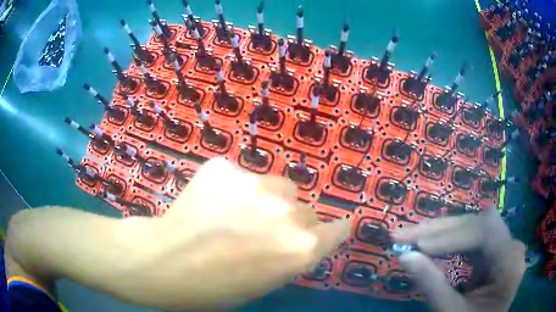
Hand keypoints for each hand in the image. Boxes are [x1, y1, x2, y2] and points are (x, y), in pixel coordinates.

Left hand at [134, 158, 350, 309]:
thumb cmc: (215, 287)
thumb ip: (293, 256)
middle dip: (292, 222)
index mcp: (301, 247)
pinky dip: (233, 188)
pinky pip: (242, 176)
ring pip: (279, 187)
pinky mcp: (225, 166)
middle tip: (262, 232)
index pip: (338, 229)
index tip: (328, 231)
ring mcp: (255, 183)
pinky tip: (212, 203)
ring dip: (267, 200)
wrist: (162, 261)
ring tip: (236, 213)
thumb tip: (304, 237)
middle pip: (306, 210)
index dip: (333, 230)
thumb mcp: (266, 282)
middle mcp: (288, 211)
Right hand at [393, 207, 525, 311]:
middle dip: (442, 229)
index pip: (485, 231)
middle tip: (407, 235)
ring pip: (475, 225)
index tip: (417, 246)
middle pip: (479, 223)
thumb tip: (404, 256)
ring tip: (414, 236)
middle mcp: (512, 247)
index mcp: (510, 263)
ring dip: (443, 231)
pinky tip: (433, 244)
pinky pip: (473, 237)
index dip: (451, 235)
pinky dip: (451, 239)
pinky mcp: (495, 251)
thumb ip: (431, 285)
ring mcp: (505, 246)